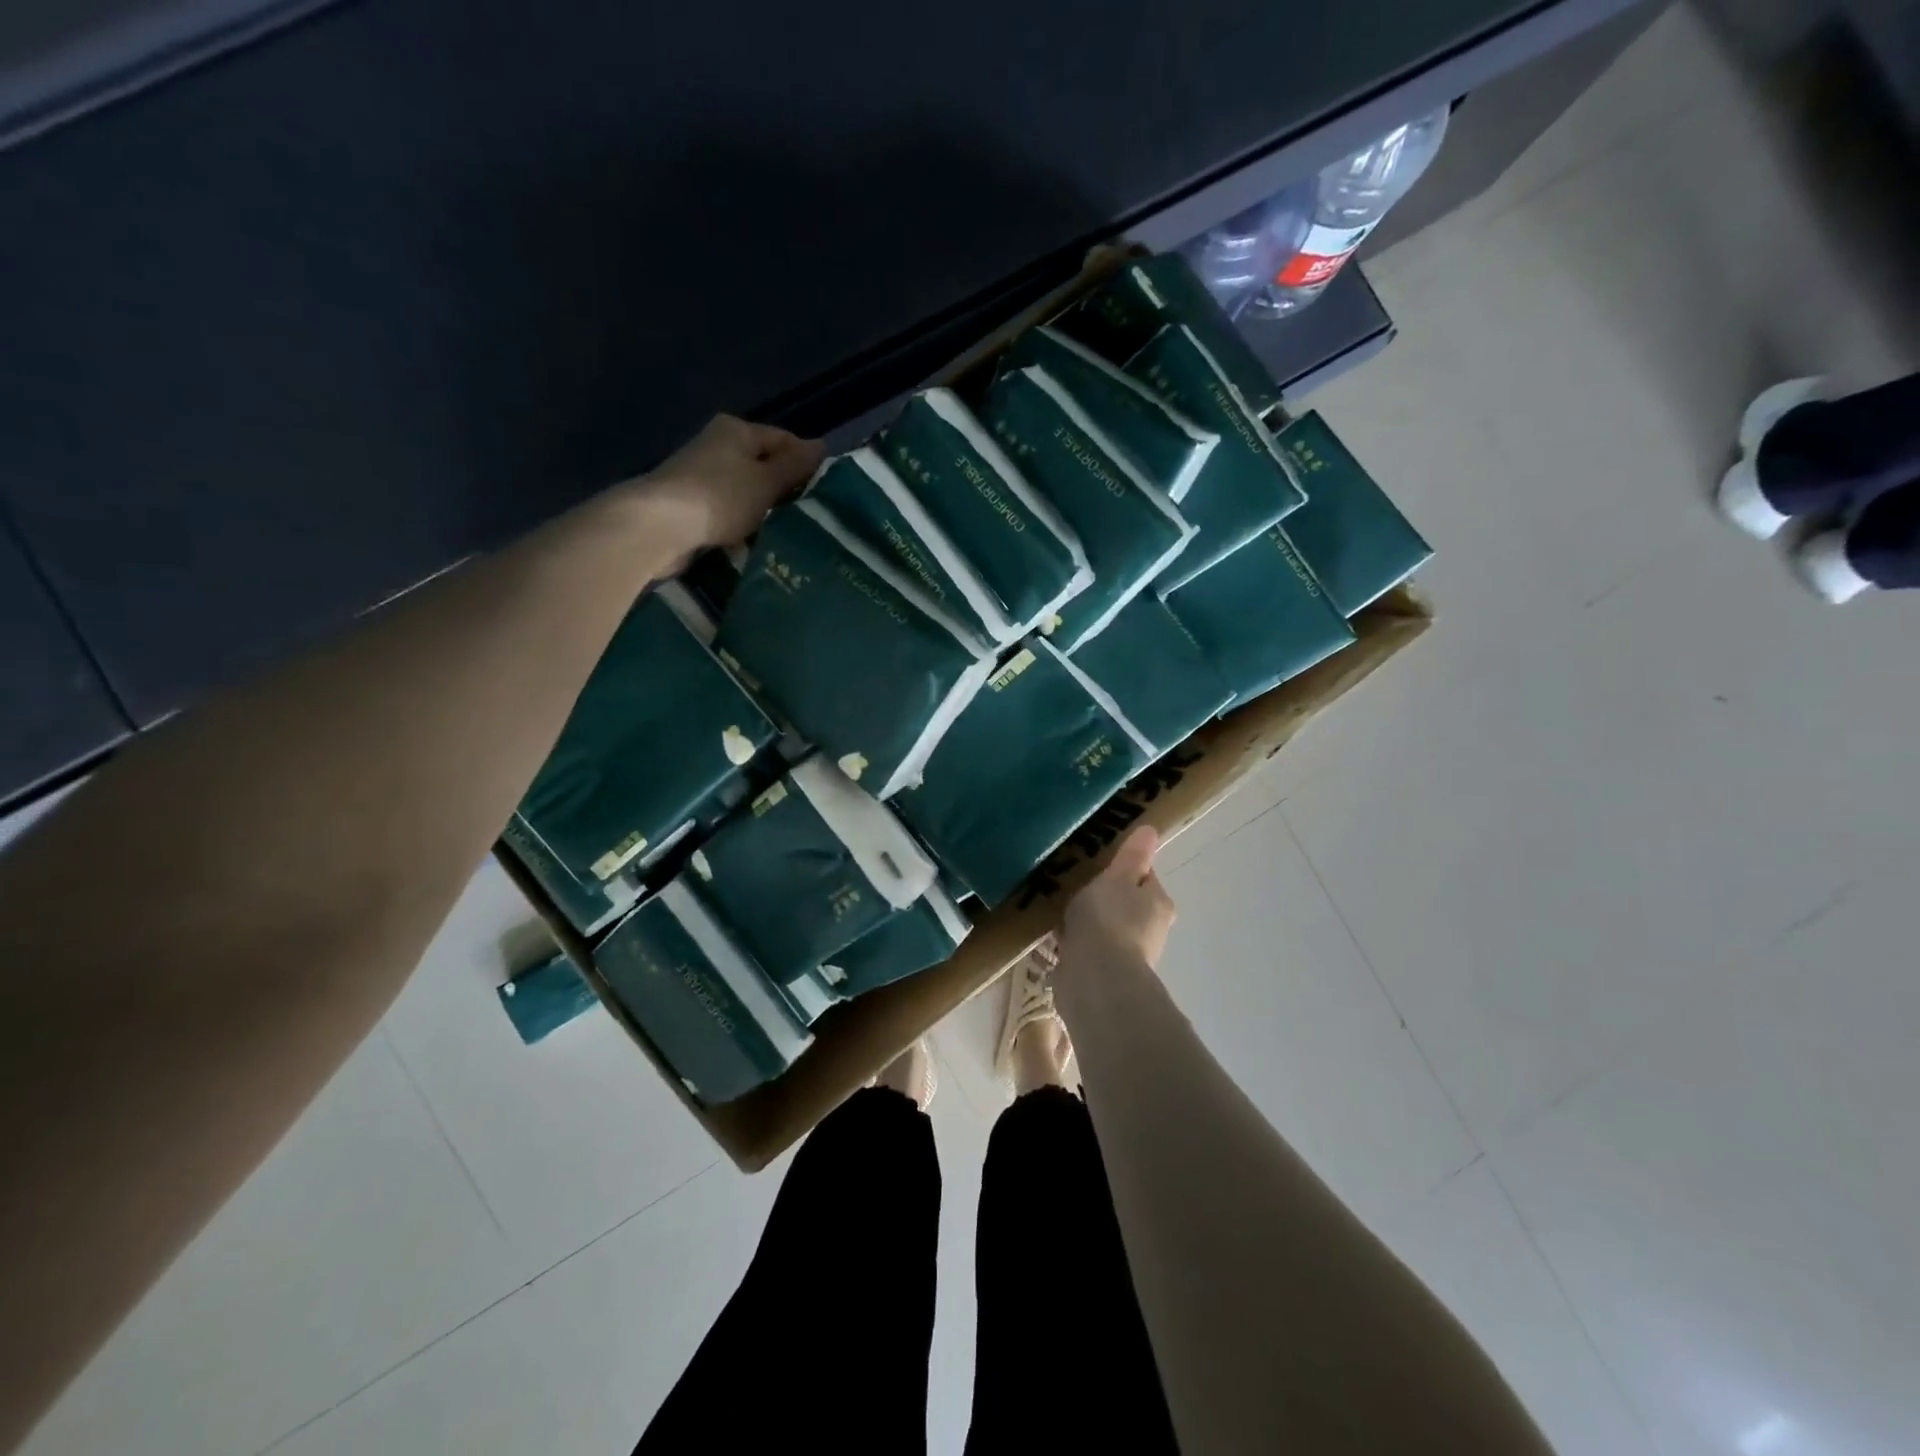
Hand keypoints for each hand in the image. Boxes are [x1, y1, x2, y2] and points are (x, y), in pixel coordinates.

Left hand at [633, 414, 824, 550]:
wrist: (659, 526)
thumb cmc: (721, 497)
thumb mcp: (767, 481)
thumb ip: (795, 466)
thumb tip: (822, 445)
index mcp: (736, 430)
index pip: (783, 439)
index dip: (806, 461)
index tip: (825, 491)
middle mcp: (717, 446)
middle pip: (763, 466)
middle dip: (785, 490)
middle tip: (811, 517)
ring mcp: (702, 476)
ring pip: (747, 492)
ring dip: (765, 512)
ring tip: (790, 534)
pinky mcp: (692, 505)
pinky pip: (729, 512)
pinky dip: (743, 526)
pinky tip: (758, 544)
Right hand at [1060, 825, 1176, 973]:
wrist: (1096, 978)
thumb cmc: (1110, 918)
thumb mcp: (1118, 877)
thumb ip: (1132, 855)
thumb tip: (1152, 830)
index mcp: (1159, 904)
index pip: (1144, 877)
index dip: (1123, 869)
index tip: (1098, 865)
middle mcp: (1151, 930)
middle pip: (1127, 904)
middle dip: (1105, 897)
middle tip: (1075, 885)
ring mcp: (1127, 955)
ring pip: (1107, 928)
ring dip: (1089, 922)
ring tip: (1061, 911)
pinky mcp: (1104, 974)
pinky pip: (1089, 949)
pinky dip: (1077, 943)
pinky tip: (1055, 938)